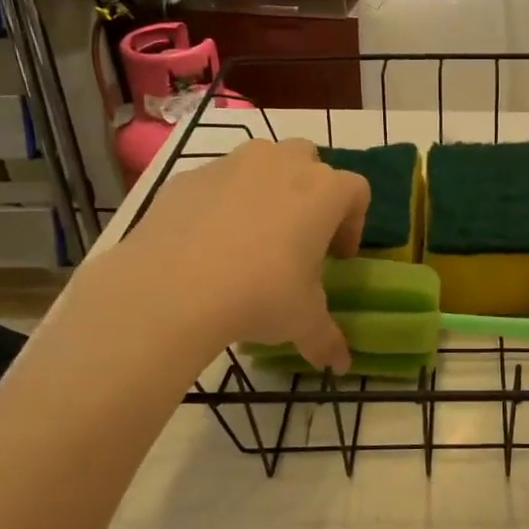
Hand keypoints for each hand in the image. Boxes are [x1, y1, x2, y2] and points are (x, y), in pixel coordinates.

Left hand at [57, 139, 369, 373]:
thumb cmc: (260, 296)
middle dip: (310, 193)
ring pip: (262, 164)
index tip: (339, 258)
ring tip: (252, 239)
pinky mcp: (189, 177)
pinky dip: (221, 204)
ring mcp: (232, 164)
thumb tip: (341, 365)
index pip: (356, 191)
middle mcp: (282, 163)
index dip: (353, 224)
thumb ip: (326, 338)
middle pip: (310, 162)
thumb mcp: (302, 321)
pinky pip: (217, 183)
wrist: (171, 289)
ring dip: (267, 191)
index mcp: (324, 191)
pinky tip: (208, 245)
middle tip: (299, 238)